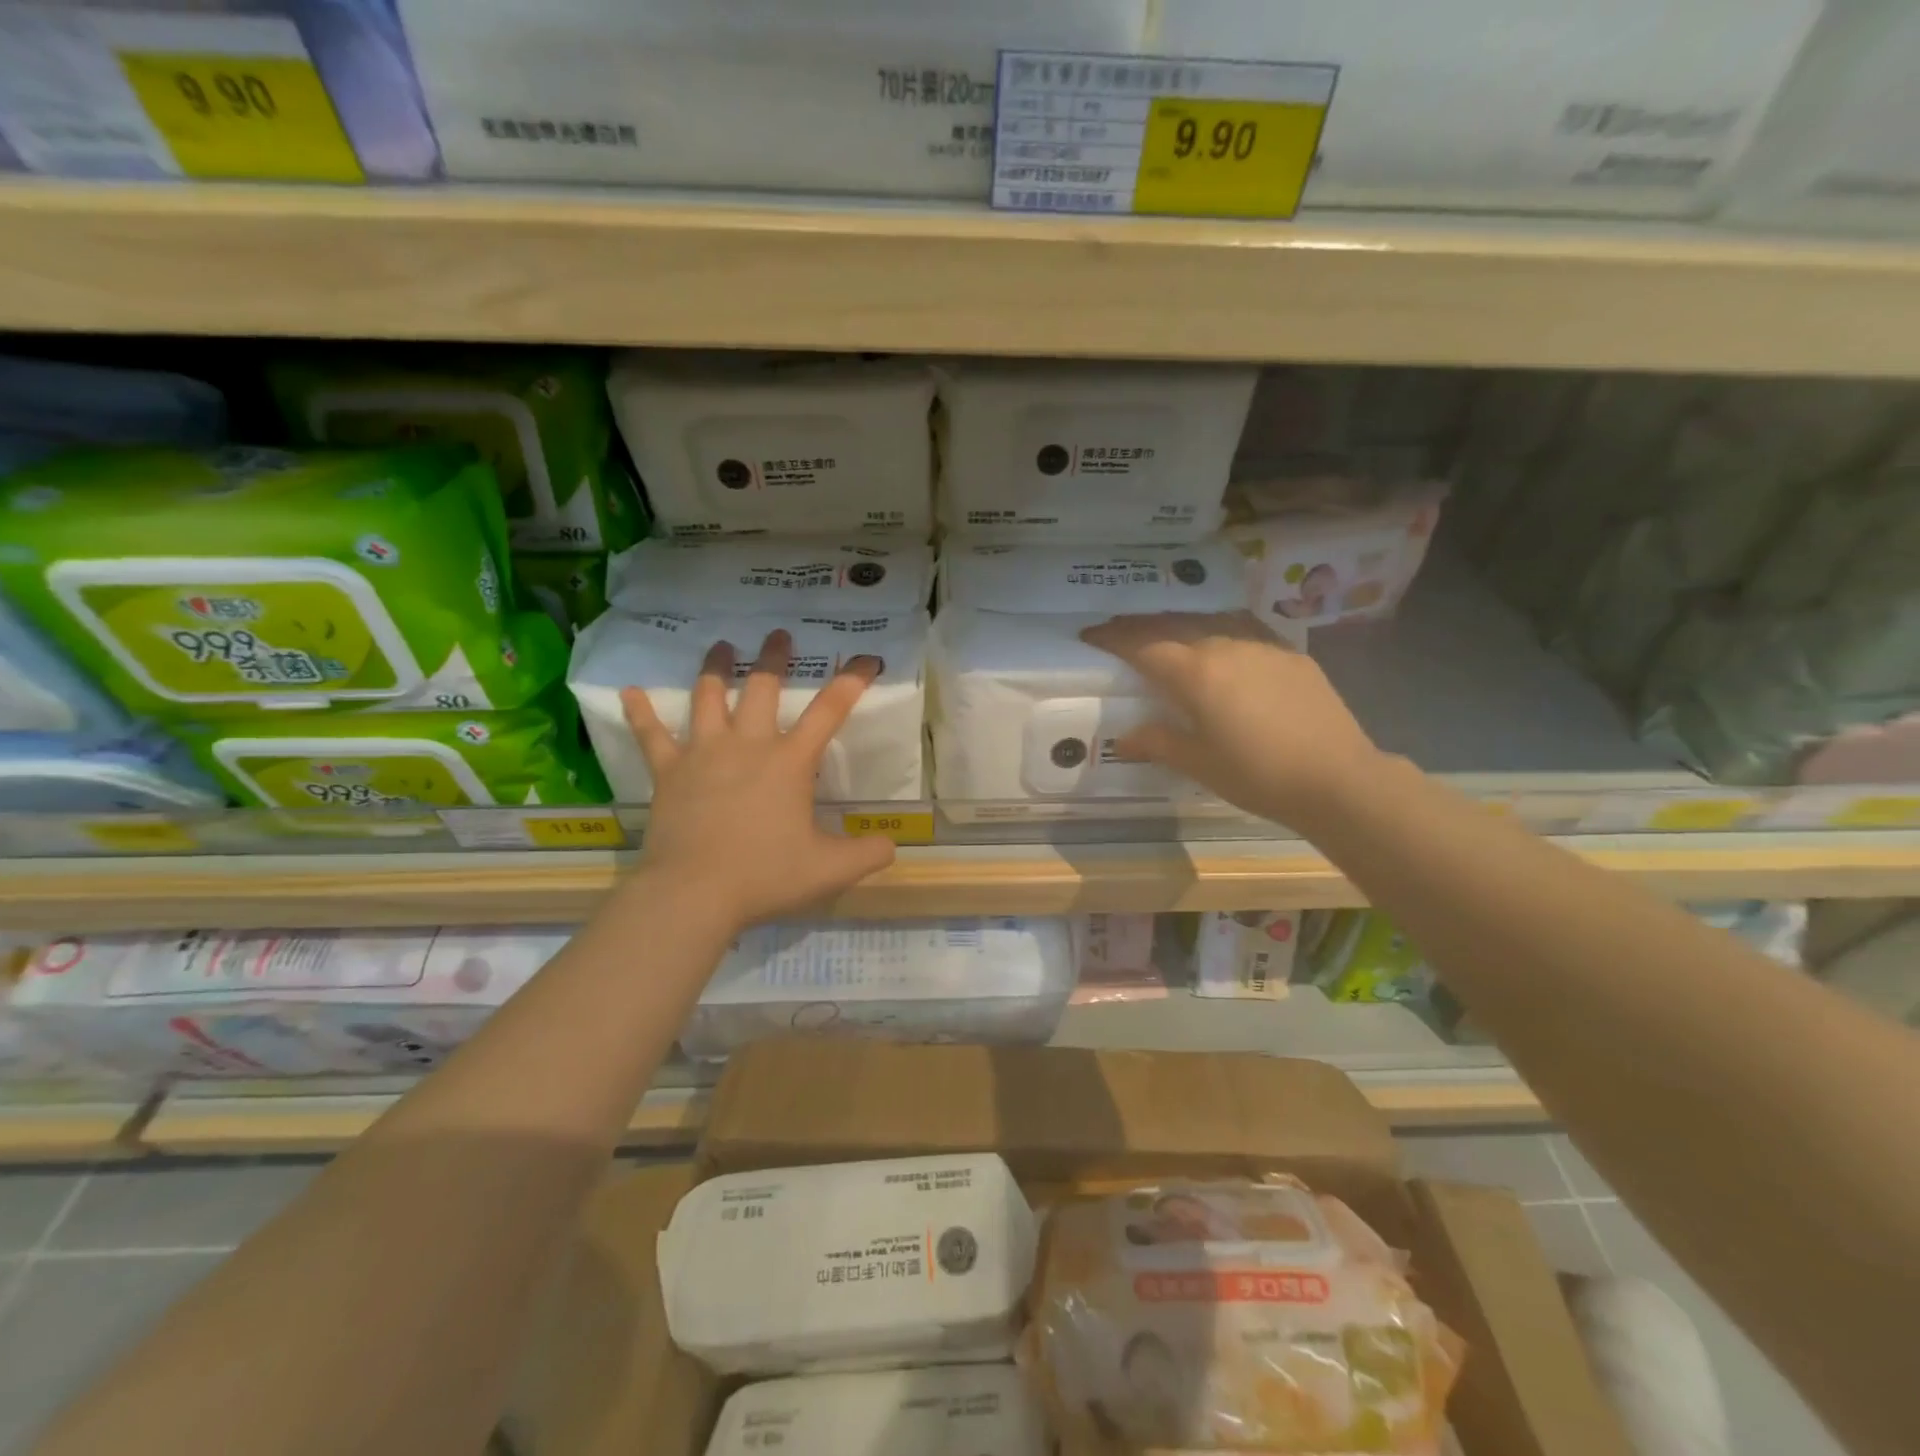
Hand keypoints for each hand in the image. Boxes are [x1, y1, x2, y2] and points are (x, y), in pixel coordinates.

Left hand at [619, 630, 896, 927]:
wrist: (693, 893)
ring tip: (722, 646)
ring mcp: (704, 754)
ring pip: (708, 698)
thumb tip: (892, 845)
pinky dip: (640, 712)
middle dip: (774, 658)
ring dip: (716, 669)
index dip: (851, 681)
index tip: (866, 659)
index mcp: (790, 762)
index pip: (829, 711)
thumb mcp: (830, 870)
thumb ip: (867, 854)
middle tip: (779, 634)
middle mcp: (748, 746)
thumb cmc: (765, 876)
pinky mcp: (668, 772)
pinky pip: (652, 736)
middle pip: (762, 688)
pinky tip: (629, 691)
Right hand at [1080, 611, 1384, 828]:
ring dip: (1180, 625)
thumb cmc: (1258, 775)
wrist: (1338, 779)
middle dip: (1140, 626)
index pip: (1142, 645)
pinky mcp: (1290, 654)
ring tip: (1165, 634)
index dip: (1112, 638)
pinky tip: (1221, 646)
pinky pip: (1243, 632)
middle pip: (1173, 625)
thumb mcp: (1198, 763)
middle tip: (1118, 630)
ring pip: (1210, 623)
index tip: (1089, 634)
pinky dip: (1219, 632)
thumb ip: (1157, 742)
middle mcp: (1225, 646)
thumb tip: (1125, 737)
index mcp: (1195, 673)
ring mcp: (1262, 646)